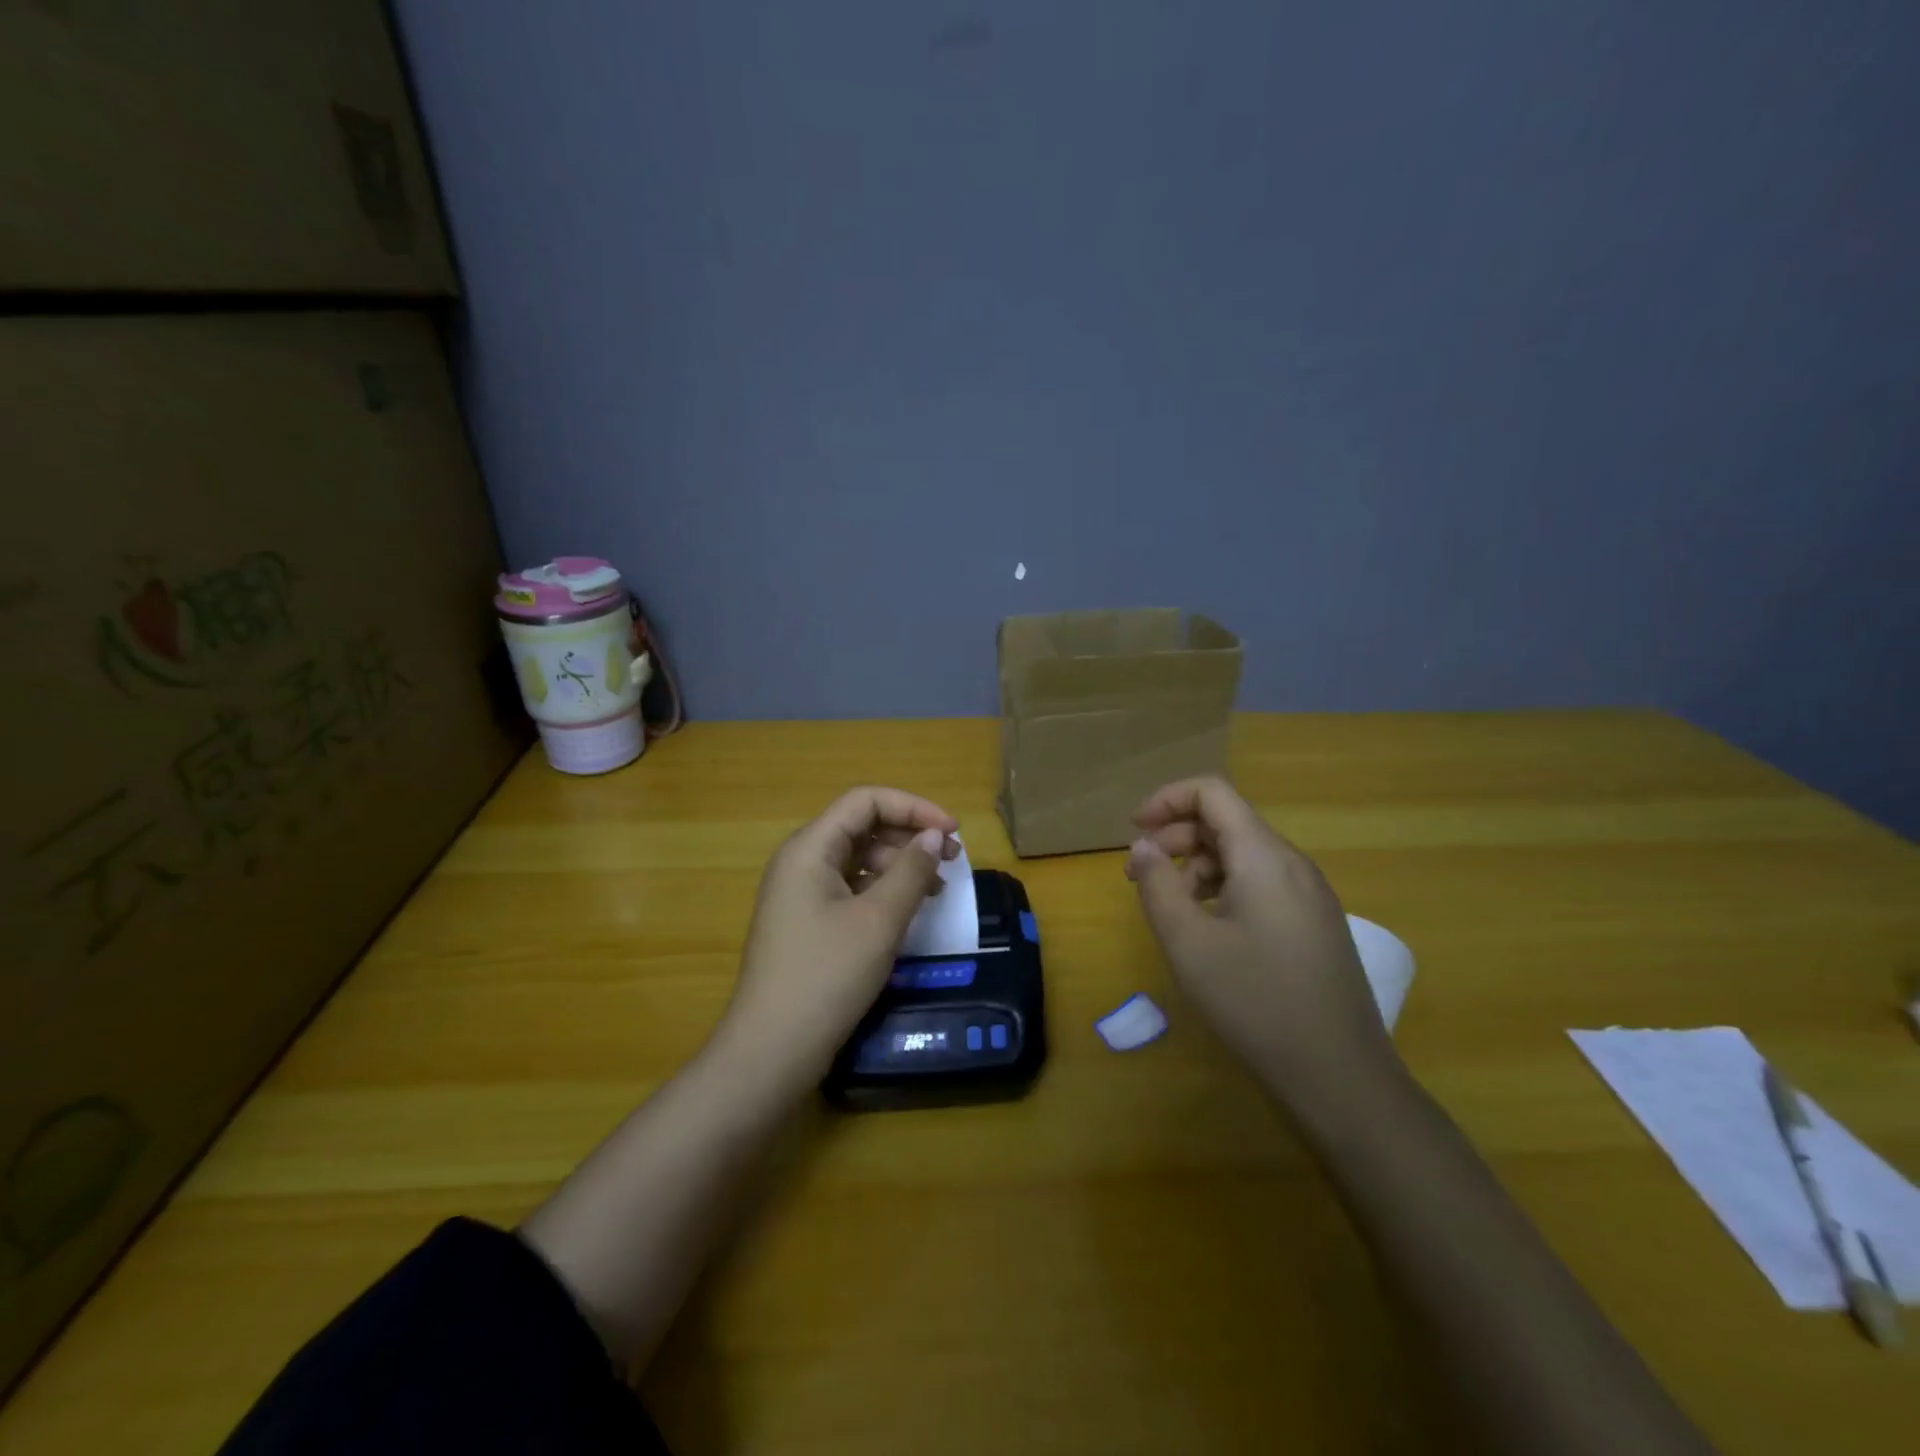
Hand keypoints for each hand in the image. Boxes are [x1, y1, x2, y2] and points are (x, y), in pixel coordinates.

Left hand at [718, 787, 959, 1081]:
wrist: (771, 1050)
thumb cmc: (826, 976)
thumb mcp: (879, 920)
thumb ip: (911, 871)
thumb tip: (935, 836)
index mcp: (809, 848)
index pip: (865, 801)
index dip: (913, 807)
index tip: (953, 831)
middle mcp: (801, 861)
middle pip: (862, 826)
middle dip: (910, 835)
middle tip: (953, 860)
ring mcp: (801, 893)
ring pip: (858, 859)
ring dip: (900, 864)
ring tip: (938, 889)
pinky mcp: (807, 922)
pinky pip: (851, 888)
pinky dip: (884, 890)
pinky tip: (909, 909)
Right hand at [1126, 776, 1399, 1111]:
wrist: (1341, 1077)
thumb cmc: (1256, 1003)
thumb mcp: (1188, 943)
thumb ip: (1158, 885)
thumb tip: (1143, 846)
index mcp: (1264, 857)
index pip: (1212, 793)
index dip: (1167, 800)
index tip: (1134, 831)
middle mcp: (1293, 864)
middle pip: (1226, 822)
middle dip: (1175, 836)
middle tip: (1138, 875)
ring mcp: (1310, 895)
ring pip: (1242, 854)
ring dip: (1196, 866)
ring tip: (1169, 907)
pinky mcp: (1315, 923)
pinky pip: (1261, 883)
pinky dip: (1223, 888)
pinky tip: (1207, 928)